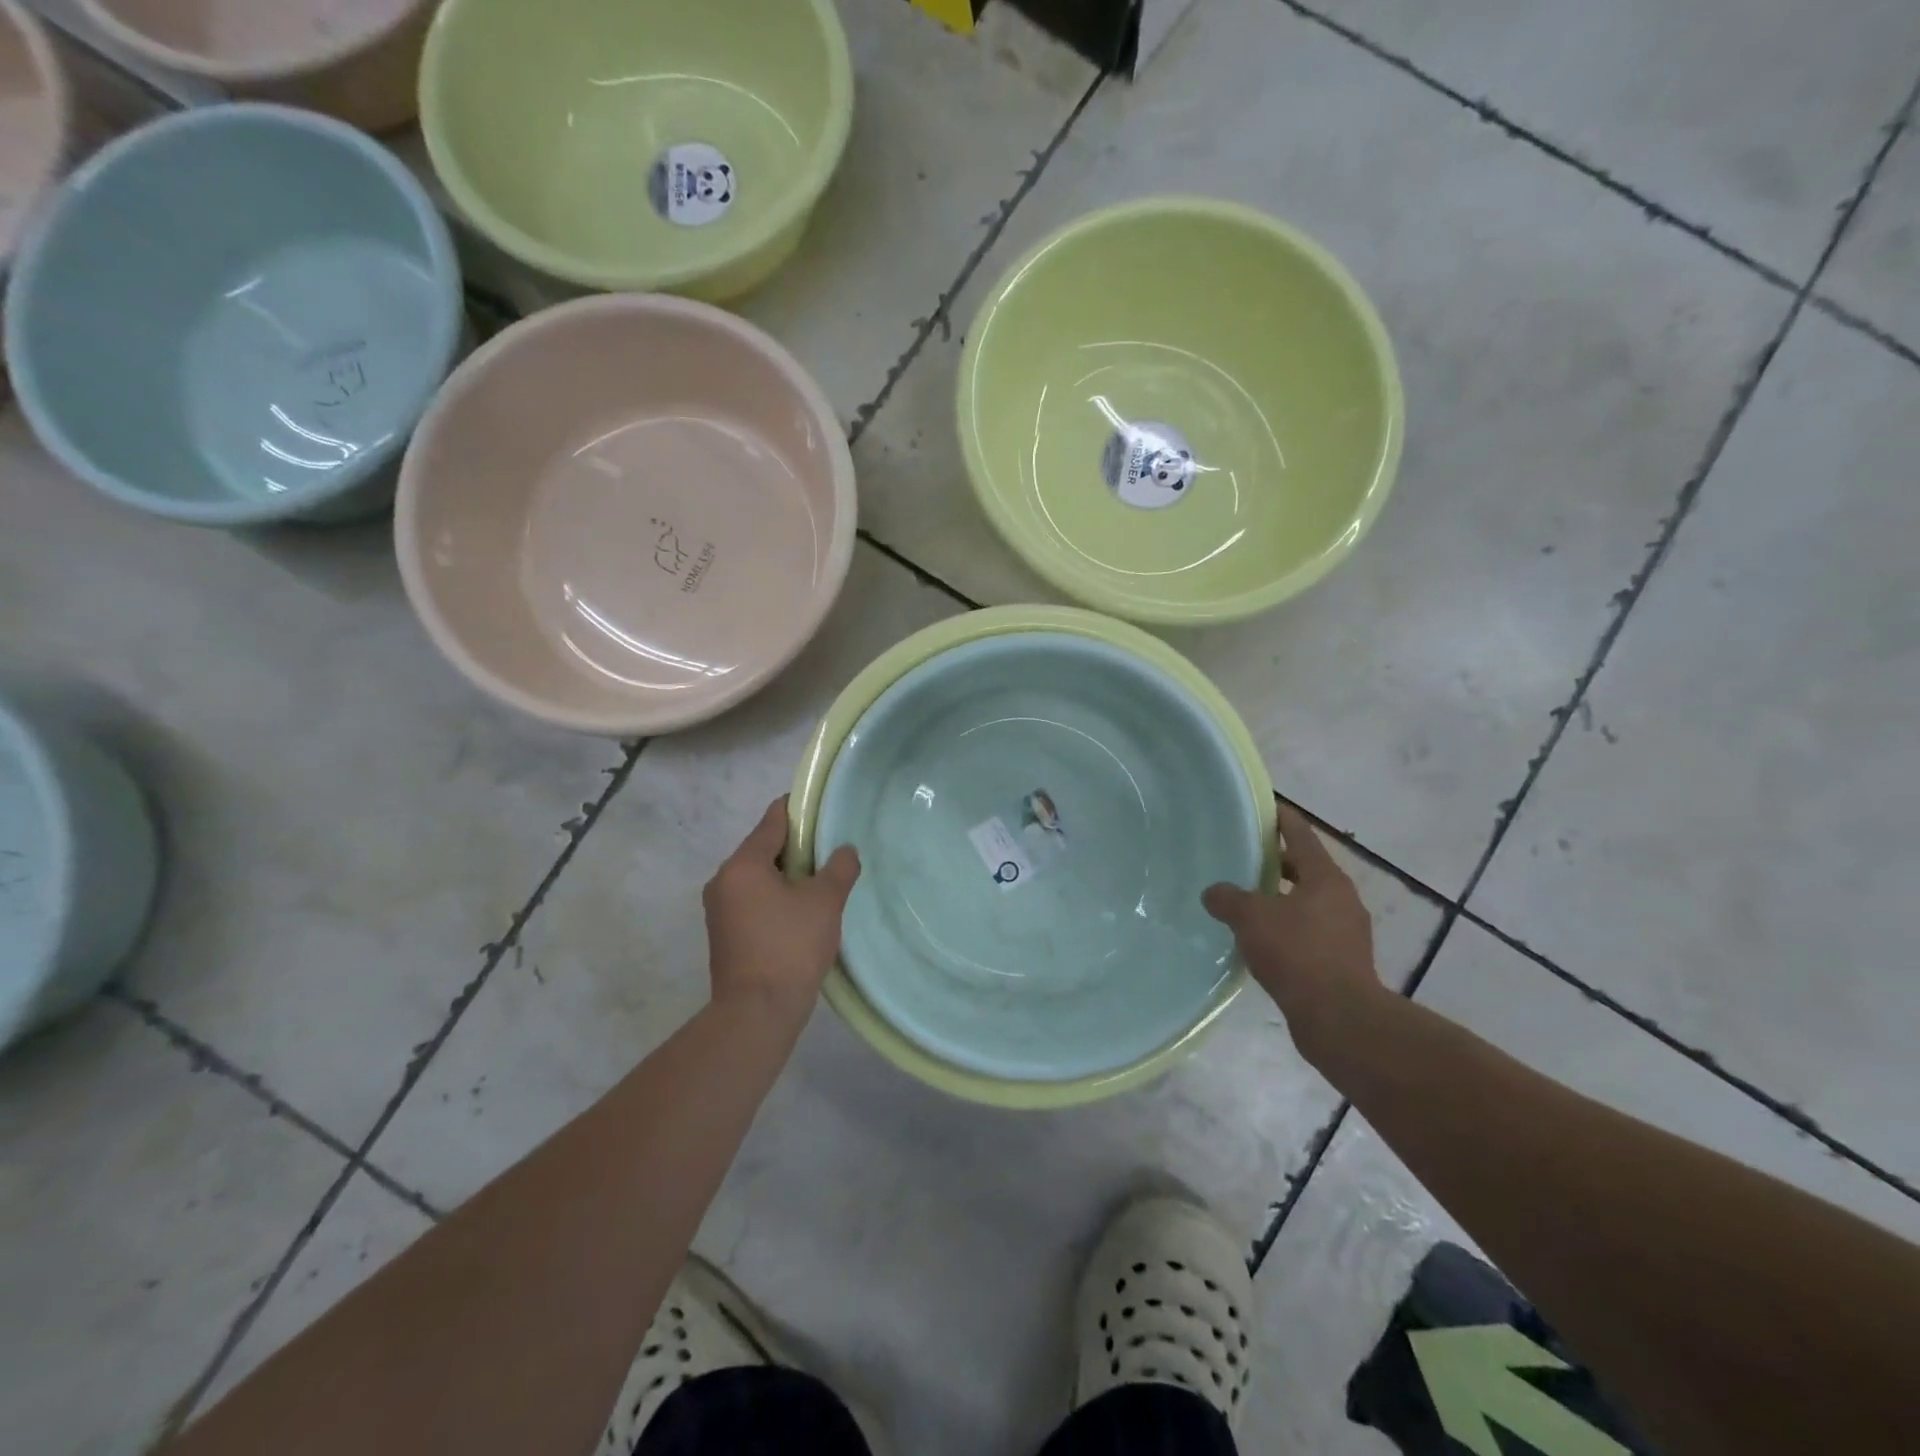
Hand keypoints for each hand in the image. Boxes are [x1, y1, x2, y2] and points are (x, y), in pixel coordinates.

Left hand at [703, 797, 860, 1018]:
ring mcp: (719, 910)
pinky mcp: (723, 935)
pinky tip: (801, 913)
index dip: (799, 811)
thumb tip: (845, 851)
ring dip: (787, 876)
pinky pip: (753, 901)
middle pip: (763, 849)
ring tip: (820, 884)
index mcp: (743, 864)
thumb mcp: (825, 901)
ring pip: (758, 877)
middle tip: (830, 853)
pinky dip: (775, 898)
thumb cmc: (790, 946)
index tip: (822, 809)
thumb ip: (839, 868)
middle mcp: (723, 880)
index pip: (772, 821)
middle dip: (796, 848)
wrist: (756, 1012)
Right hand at [1202, 801, 1383, 1059]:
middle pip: (1307, 869)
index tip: (1264, 808)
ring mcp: (1347, 932)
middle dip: (1278, 861)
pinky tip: (1263, 940)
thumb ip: (1228, 898)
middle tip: (1245, 857)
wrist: (1338, 1018)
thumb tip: (1214, 892)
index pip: (1301, 835)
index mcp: (1325, 878)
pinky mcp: (1343, 962)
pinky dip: (1288, 928)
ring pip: (1309, 902)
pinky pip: (1310, 932)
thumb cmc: (1297, 953)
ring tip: (1248, 900)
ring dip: (1282, 898)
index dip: (1281, 819)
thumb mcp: (1251, 918)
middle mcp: (1342, 899)